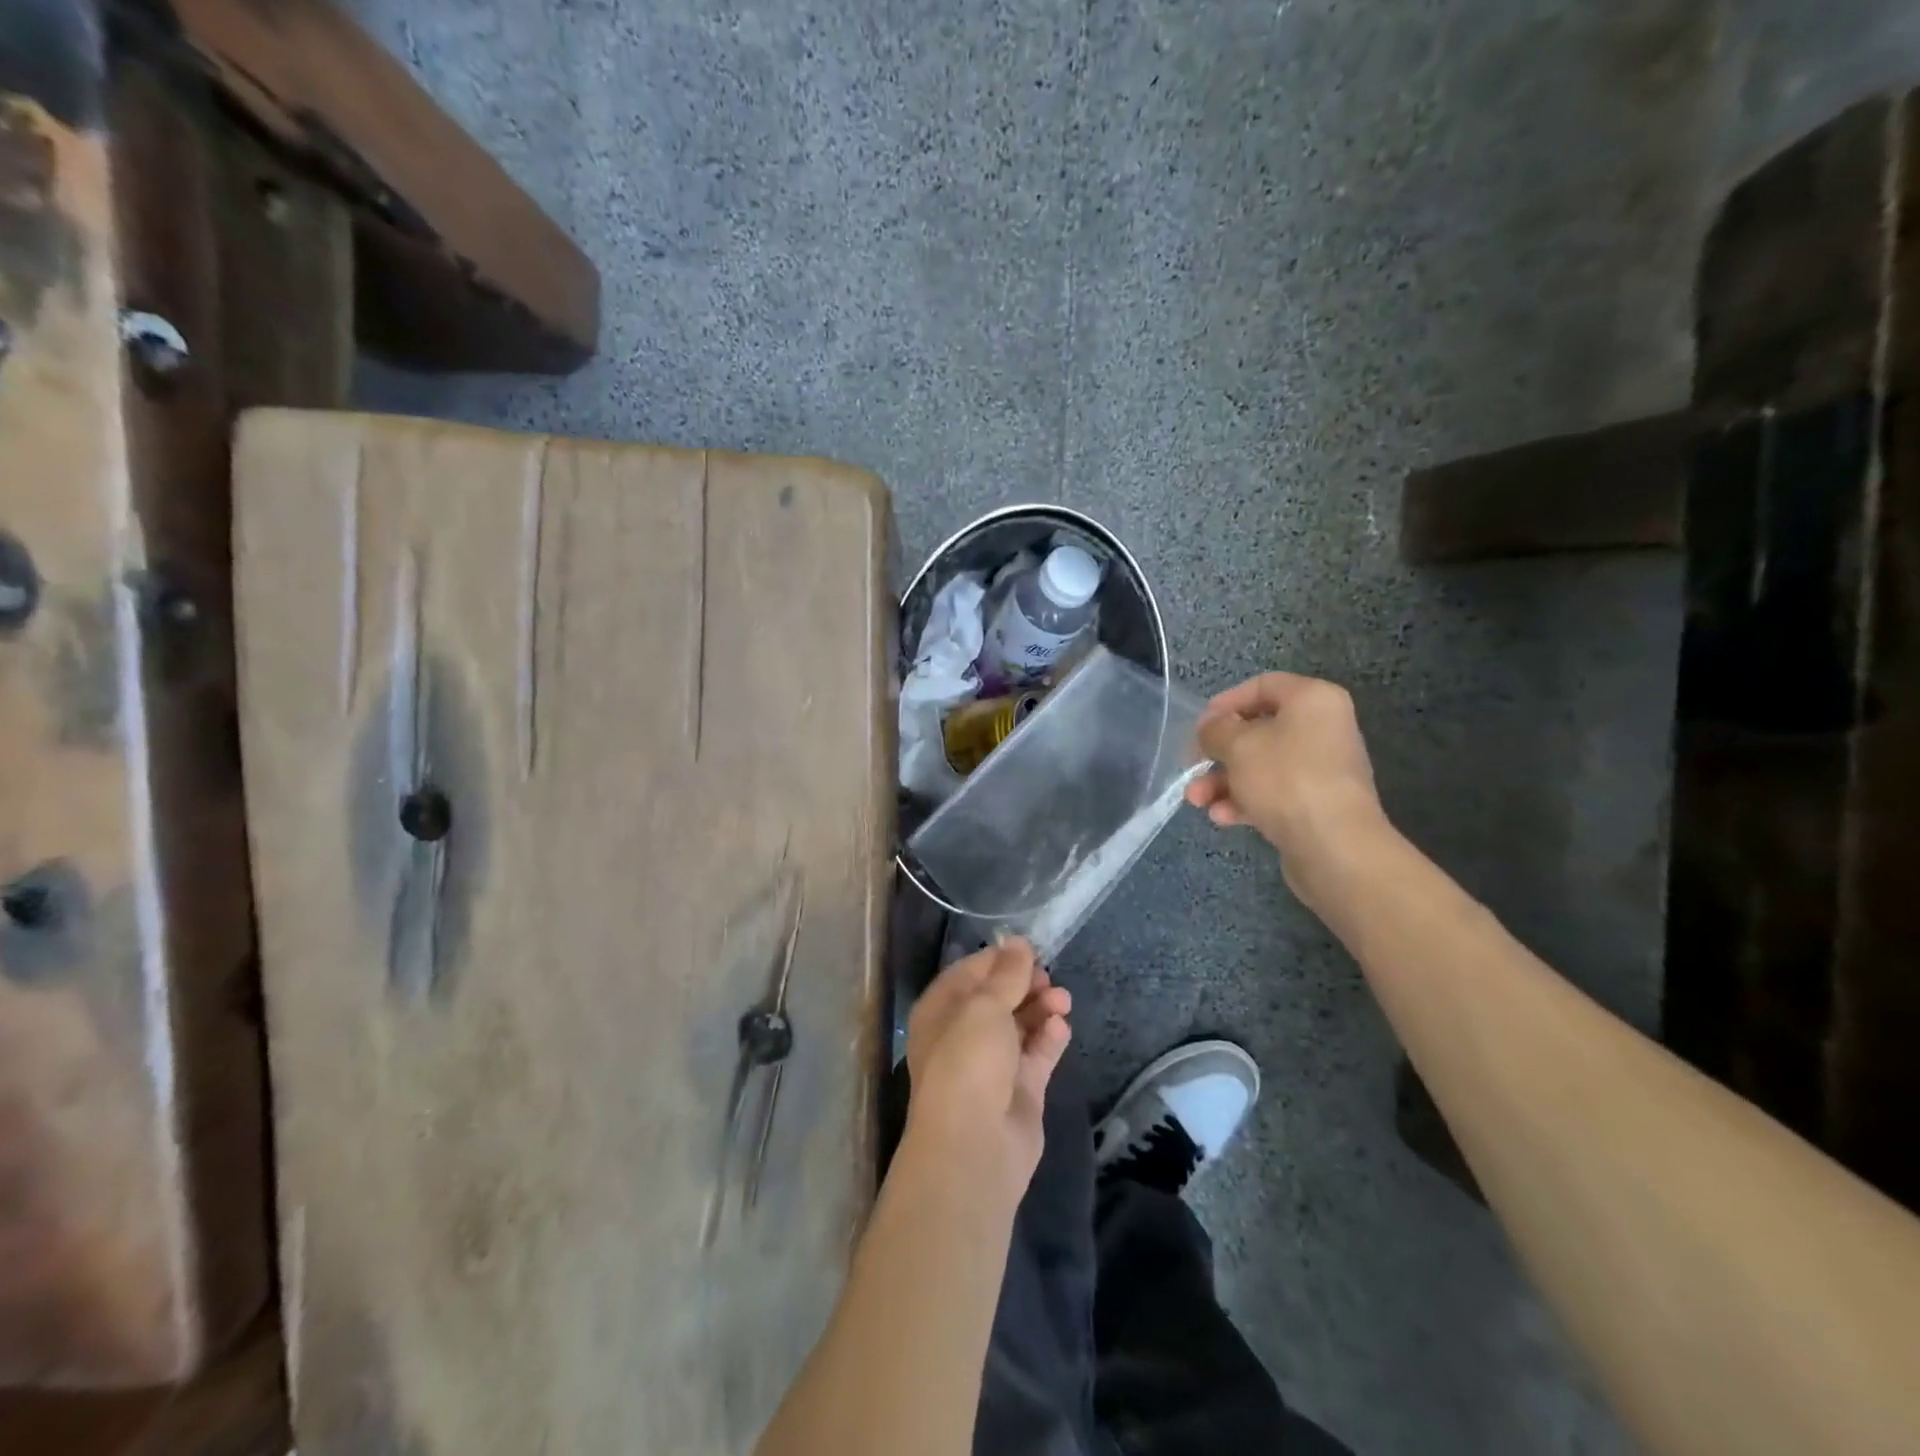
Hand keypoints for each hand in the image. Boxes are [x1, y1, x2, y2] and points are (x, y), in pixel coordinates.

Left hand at [903, 938, 1071, 1204]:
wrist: (975, 1145)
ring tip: (1062, 1000)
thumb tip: (1018, 942)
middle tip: (1048, 978)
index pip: (971, 973)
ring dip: (1041, 1008)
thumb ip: (1006, 974)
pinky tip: (1062, 1026)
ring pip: (1020, 1025)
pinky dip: (1049, 1038)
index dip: (1000, 960)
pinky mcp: (1020, 1089)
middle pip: (998, 998)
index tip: (1031, 950)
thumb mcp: (984, 1006)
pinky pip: (1037, 1054)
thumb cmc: (968, 1061)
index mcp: (941, 1011)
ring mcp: (993, 1064)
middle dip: (1025, 984)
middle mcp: (963, 1034)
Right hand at [1185, 672, 1385, 886]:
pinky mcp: (1315, 803)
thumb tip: (1210, 727)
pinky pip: (1273, 793)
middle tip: (1191, 766)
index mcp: (1313, 700)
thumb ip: (1215, 730)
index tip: (1200, 726)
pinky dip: (1245, 801)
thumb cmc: (1286, 779)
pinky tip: (1222, 817)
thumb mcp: (1238, 745)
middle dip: (1218, 752)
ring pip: (1261, 766)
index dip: (1226, 702)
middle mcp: (1322, 729)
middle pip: (1258, 730)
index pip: (1263, 685)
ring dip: (1223, 781)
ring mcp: (1321, 769)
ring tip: (1197, 800)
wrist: (1335, 846)